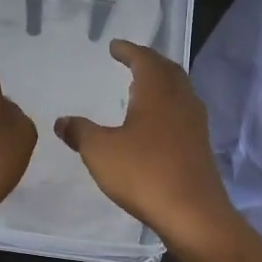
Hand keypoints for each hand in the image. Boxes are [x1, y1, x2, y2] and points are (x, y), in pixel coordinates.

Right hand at [54, 40, 245, 252]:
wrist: (193, 214)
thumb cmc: (144, 173)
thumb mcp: (100, 151)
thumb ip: (80, 132)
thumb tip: (62, 121)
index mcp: (158, 92)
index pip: (144, 59)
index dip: (128, 50)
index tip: (114, 46)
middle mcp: (181, 100)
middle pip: (167, 70)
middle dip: (148, 62)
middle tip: (131, 60)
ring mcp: (195, 123)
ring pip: (179, 91)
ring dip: (161, 83)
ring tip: (141, 88)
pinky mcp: (200, 146)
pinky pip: (183, 112)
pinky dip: (167, 105)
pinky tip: (155, 122)